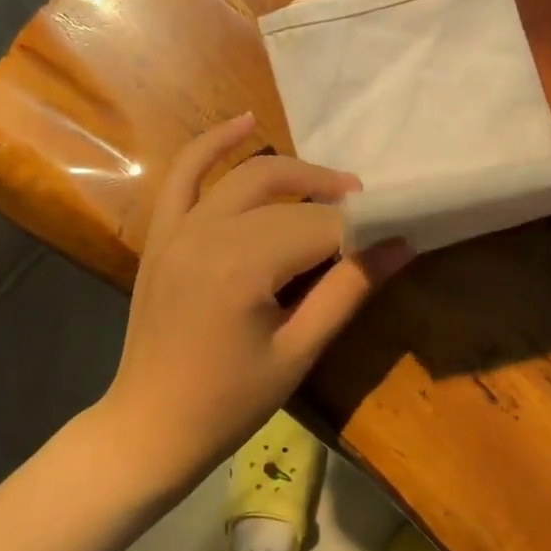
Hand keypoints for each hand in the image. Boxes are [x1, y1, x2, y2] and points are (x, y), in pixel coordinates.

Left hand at [101, 114, 410, 488]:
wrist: (149, 428)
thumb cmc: (229, 403)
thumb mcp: (299, 351)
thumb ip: (349, 291)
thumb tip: (401, 245)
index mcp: (241, 265)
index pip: (319, 228)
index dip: (360, 231)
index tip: (393, 237)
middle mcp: (207, 232)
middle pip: (287, 196)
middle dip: (333, 200)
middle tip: (369, 217)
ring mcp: (178, 229)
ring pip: (247, 177)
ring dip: (293, 173)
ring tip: (333, 186)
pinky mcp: (162, 234)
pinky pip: (185, 174)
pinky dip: (214, 145)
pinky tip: (246, 122)